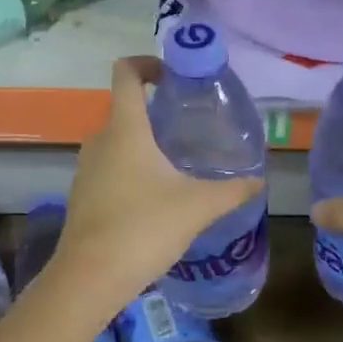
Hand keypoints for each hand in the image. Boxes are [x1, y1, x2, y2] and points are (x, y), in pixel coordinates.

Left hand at [50, 57, 260, 306]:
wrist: (90, 278)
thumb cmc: (144, 228)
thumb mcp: (197, 207)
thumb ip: (232, 191)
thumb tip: (259, 183)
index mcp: (125, 129)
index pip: (126, 73)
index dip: (147, 63)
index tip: (173, 76)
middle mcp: (100, 140)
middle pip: (125, 108)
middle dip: (156, 112)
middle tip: (190, 126)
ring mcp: (86, 168)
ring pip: (117, 141)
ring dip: (144, 144)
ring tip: (177, 162)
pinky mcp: (83, 195)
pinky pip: (109, 167)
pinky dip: (131, 169)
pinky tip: (155, 197)